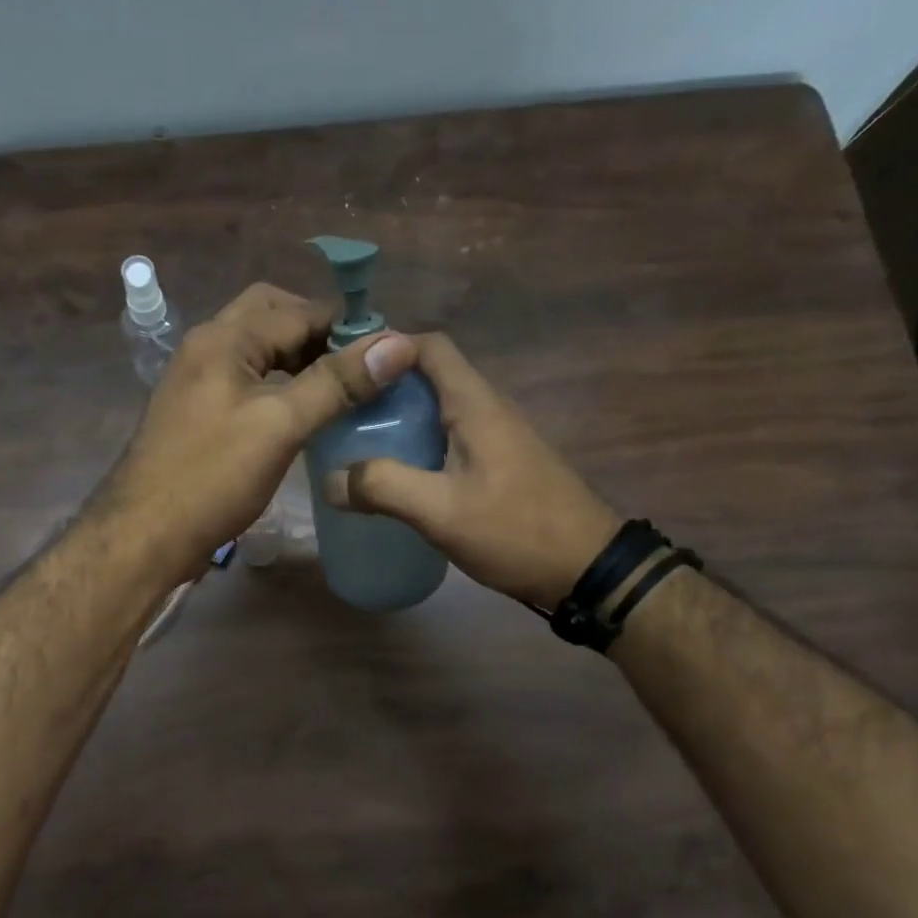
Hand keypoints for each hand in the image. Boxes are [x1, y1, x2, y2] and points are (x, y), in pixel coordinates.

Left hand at [99, 283, 417, 582]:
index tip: (388, 351)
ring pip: (257, 353)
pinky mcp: (198, 416)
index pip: (296, 310)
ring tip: (341, 390)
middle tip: (358, 366)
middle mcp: (206, 349)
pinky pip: (246, 383)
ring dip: (298, 361)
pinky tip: (302, 415)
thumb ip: (336, 382)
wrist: (144, 536)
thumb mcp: (280, 425)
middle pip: (270, 319)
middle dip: (317, 334)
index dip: (345, 324)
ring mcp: (197, 383)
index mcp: (223, 339)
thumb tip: (396, 343)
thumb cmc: (212, 477)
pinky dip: (278, 387)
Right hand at [320, 333, 620, 608]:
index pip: (430, 347)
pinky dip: (418, 444)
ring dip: (400, 418)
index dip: (387, 348)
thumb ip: (383, 488)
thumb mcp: (441, 511)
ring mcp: (497, 437)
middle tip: (339, 413)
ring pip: (439, 410)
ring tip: (356, 442)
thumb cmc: (516, 531)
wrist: (588, 569)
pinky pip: (450, 438)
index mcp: (476, 405)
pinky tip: (397, 475)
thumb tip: (330, 479)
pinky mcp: (500, 464)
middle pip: (430, 377)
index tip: (345, 371)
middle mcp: (488, 409)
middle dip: (383, 388)